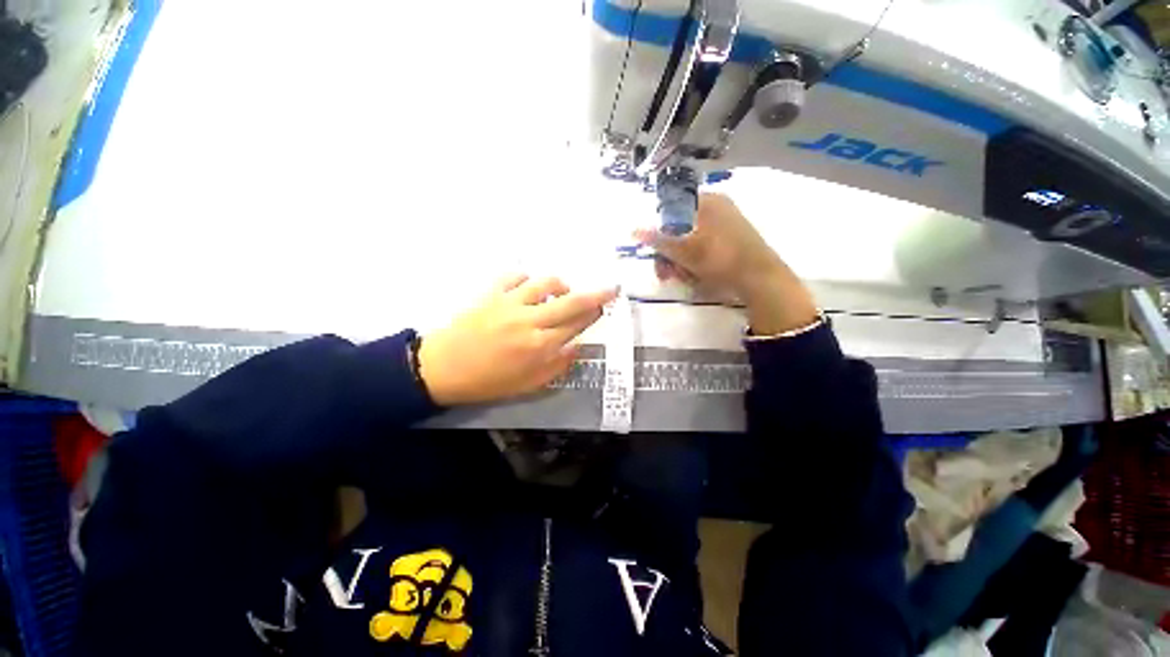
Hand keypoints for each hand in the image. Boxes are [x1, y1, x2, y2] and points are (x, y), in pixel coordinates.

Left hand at [418, 275, 617, 405]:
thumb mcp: (527, 386)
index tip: (605, 307)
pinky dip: (527, 278)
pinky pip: (515, 276)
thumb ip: (557, 366)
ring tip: (562, 291)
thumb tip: (577, 348)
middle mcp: (530, 321)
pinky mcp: (491, 294)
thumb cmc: (487, 381)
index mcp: (539, 346)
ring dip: (560, 285)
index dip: (594, 315)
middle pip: (570, 302)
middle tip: (610, 288)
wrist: (442, 368)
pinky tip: (528, 287)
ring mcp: (510, 303)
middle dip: (595, 294)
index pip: (576, 325)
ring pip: (545, 283)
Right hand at [634, 193, 818, 334]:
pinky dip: (694, 262)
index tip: (656, 253)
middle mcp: (717, 208)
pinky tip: (693, 277)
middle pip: (680, 228)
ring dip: (680, 261)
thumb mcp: (685, 251)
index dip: (660, 231)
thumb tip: (633, 229)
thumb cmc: (720, 259)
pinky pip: (704, 247)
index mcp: (708, 201)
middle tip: (665, 274)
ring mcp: (726, 224)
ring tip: (681, 278)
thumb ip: (658, 240)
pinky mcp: (731, 240)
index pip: (672, 209)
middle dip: (669, 253)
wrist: (761, 279)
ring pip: (691, 240)